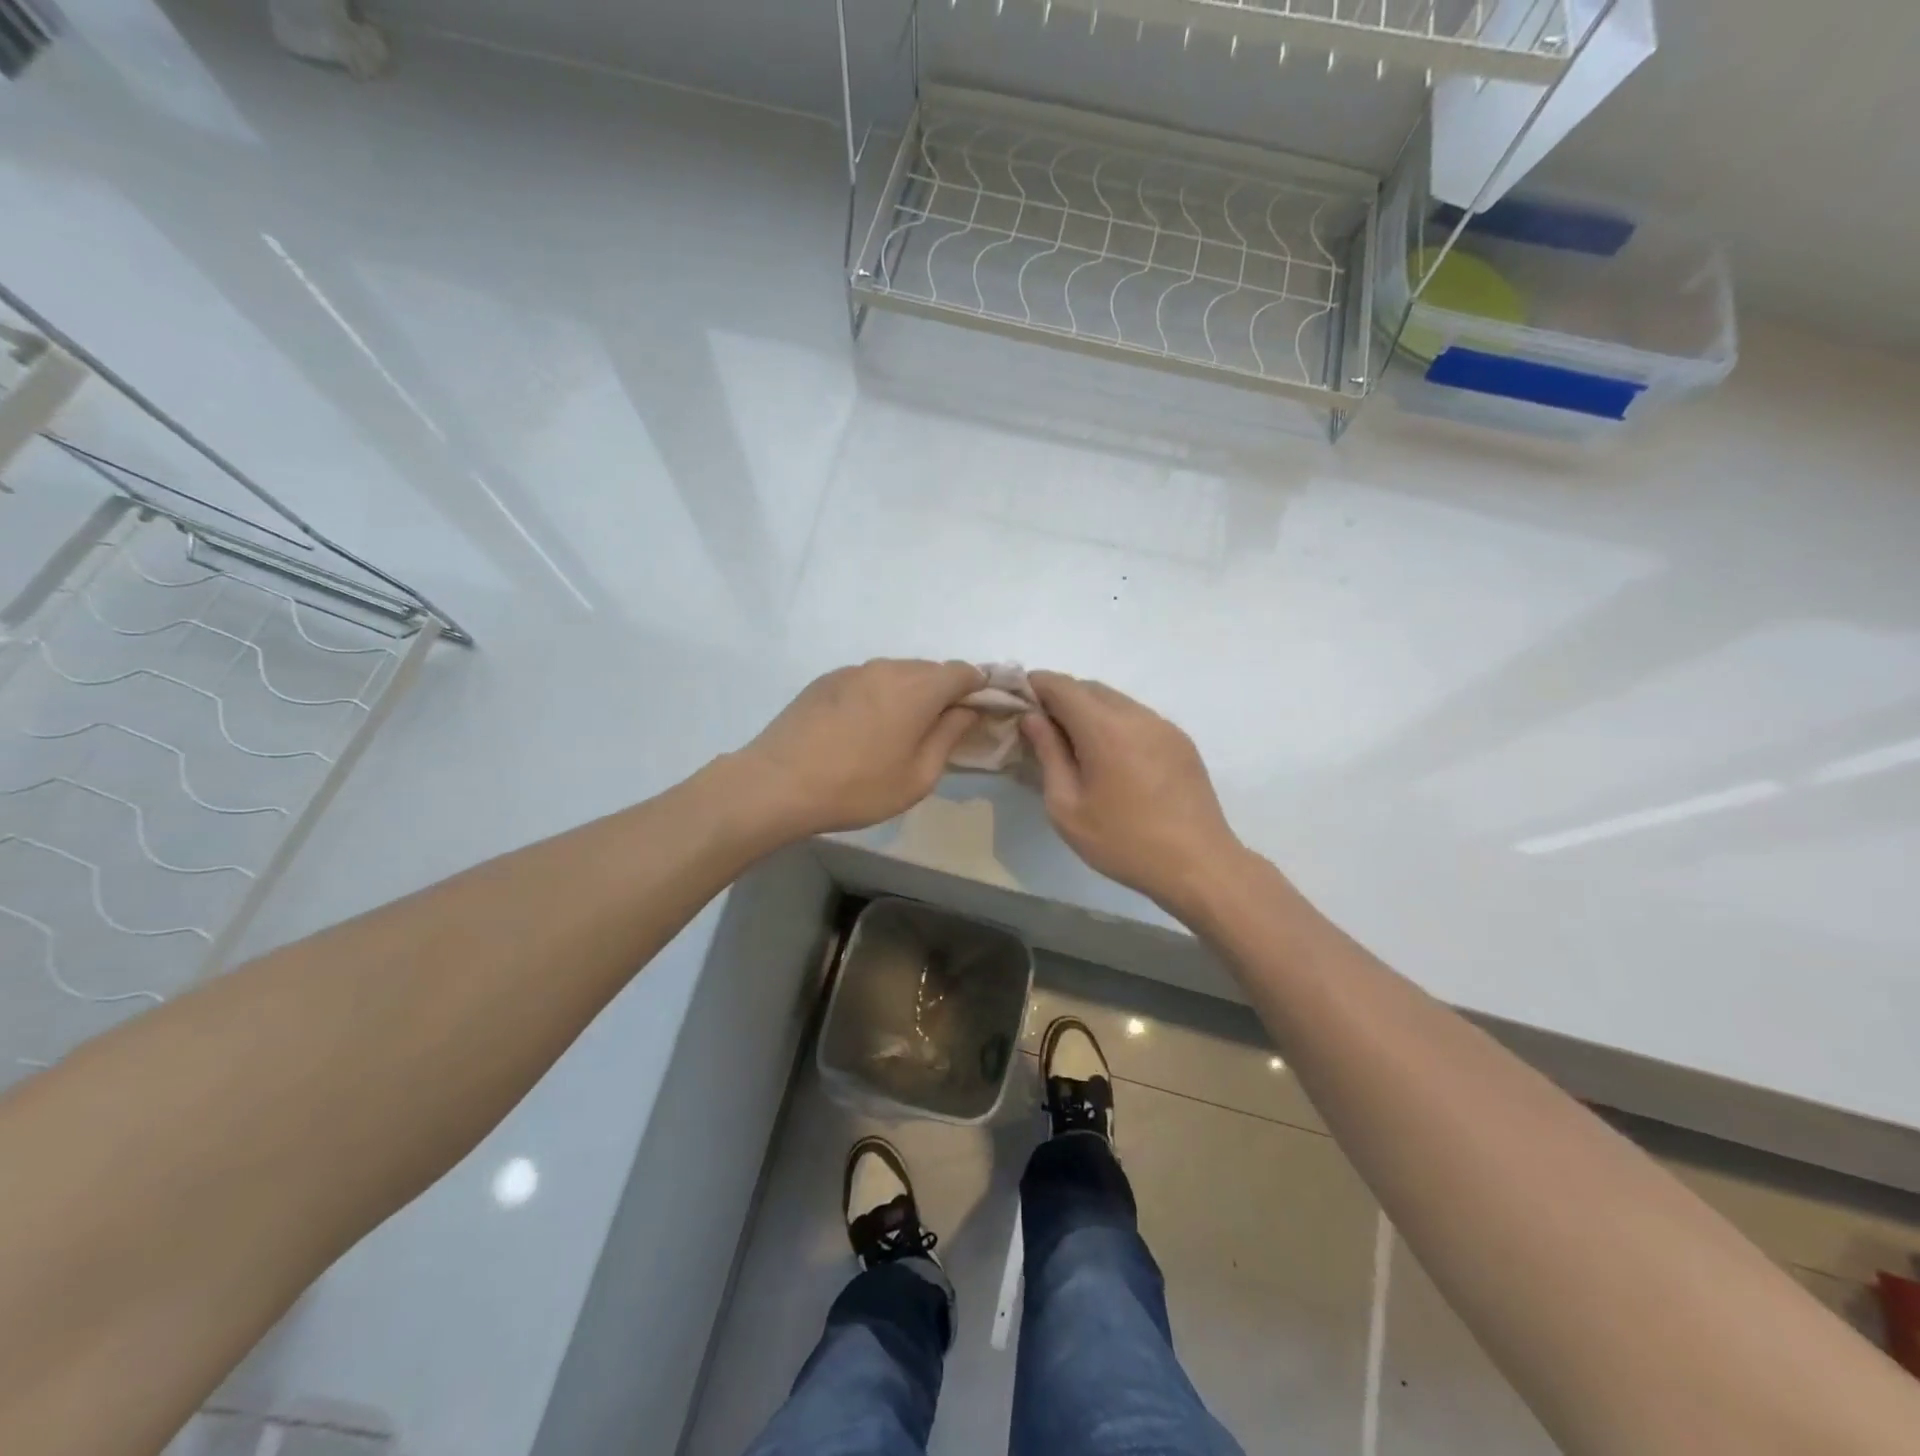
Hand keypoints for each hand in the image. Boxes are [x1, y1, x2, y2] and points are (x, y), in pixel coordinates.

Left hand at [735, 659, 984, 837]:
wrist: (777, 784)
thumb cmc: (857, 787)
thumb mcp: (917, 776)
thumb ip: (949, 736)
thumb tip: (966, 711)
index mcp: (918, 688)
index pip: (964, 672)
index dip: (979, 688)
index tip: (980, 712)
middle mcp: (888, 668)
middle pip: (930, 670)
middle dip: (944, 692)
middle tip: (941, 728)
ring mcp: (853, 670)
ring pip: (897, 673)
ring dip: (910, 693)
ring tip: (900, 731)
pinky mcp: (826, 680)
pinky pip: (868, 680)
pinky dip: (879, 695)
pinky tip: (864, 728)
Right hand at [1020, 672, 1243, 913]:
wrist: (1198, 866)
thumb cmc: (1123, 841)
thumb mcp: (1067, 807)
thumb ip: (1048, 754)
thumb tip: (1032, 719)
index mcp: (1104, 728)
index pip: (1061, 685)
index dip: (1035, 685)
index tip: (1016, 701)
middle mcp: (1136, 715)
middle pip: (1089, 688)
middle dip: (1060, 698)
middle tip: (1040, 728)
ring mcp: (1163, 726)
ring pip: (1116, 701)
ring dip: (1088, 710)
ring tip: (1074, 745)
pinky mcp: (1180, 742)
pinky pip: (1138, 718)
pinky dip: (1114, 724)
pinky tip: (1110, 758)